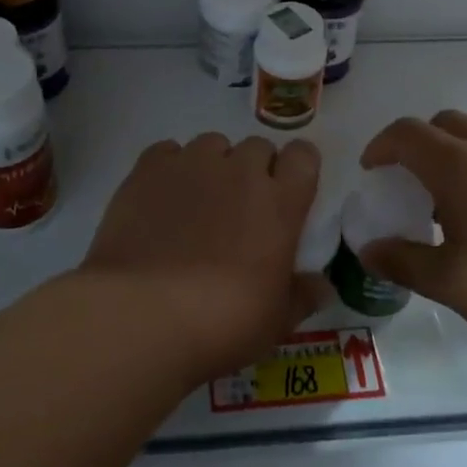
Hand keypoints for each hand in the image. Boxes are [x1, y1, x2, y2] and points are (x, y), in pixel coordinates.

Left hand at [78, 133, 323, 384]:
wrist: (144, 313)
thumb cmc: (223, 321)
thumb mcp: (276, 322)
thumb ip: (302, 296)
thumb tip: (322, 286)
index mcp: (280, 203)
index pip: (303, 156)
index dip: (297, 168)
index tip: (288, 191)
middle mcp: (240, 171)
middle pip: (257, 146)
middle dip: (254, 169)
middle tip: (241, 207)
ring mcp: (192, 164)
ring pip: (212, 144)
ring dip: (213, 165)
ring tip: (197, 202)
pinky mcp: (148, 169)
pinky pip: (168, 151)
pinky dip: (170, 168)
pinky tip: (162, 199)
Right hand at [359, 110, 466, 353]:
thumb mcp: (447, 281)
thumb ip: (402, 261)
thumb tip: (368, 250)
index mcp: (459, 166)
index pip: (407, 133)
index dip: (381, 146)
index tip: (370, 172)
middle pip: (445, 123)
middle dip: (418, 144)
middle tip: (407, 182)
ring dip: (453, 160)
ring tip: (446, 210)